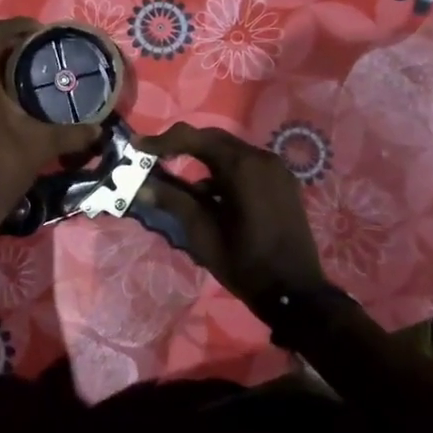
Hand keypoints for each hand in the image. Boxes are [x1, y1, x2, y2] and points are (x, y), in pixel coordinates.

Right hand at [137, 122, 327, 309]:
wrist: (295, 294)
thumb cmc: (245, 263)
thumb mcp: (202, 233)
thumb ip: (174, 201)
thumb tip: (143, 185)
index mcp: (243, 167)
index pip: (195, 139)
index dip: (162, 141)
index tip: (136, 146)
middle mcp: (262, 159)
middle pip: (214, 140)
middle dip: (182, 146)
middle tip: (153, 157)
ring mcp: (277, 170)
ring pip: (230, 152)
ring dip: (203, 161)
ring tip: (177, 180)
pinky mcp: (283, 184)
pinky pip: (246, 166)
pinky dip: (224, 173)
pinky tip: (209, 196)